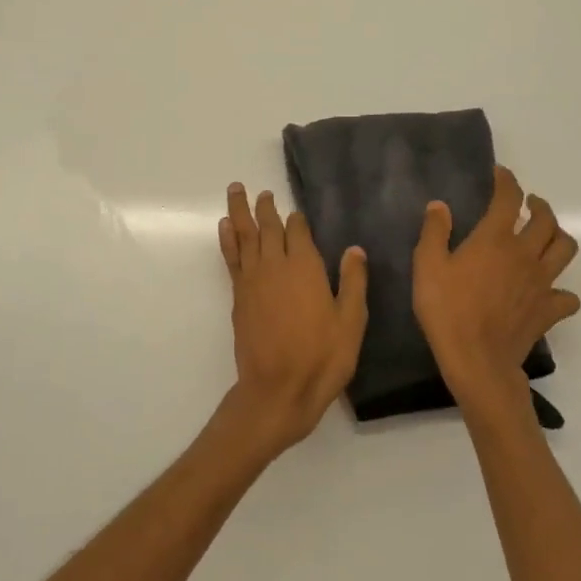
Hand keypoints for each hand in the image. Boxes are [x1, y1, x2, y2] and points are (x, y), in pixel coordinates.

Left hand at [216, 183, 367, 459]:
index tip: (296, 212)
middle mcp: (275, 265)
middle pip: (267, 227)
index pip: (297, 230)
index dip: (297, 219)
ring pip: (243, 236)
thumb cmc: (322, 358)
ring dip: (239, 212)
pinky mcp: (239, 296)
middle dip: (264, 207)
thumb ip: (353, 282)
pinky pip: (231, 257)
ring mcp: (252, 280)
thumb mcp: (351, 322)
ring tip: (235, 191)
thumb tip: (355, 250)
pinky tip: (226, 228)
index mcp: (305, 267)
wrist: (277, 390)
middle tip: (261, 191)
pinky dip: (227, 239)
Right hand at [413, 165, 579, 423]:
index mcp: (495, 239)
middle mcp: (525, 254)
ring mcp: (542, 282)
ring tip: (545, 236)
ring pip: (565, 249)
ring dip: (558, 236)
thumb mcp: (427, 266)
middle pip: (546, 220)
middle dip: (539, 206)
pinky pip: (568, 295)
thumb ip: (434, 232)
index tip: (500, 175)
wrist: (476, 358)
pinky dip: (562, 290)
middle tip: (529, 205)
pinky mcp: (549, 309)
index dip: (506, 182)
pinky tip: (549, 290)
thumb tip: (440, 206)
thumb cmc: (447, 309)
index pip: (508, 198)